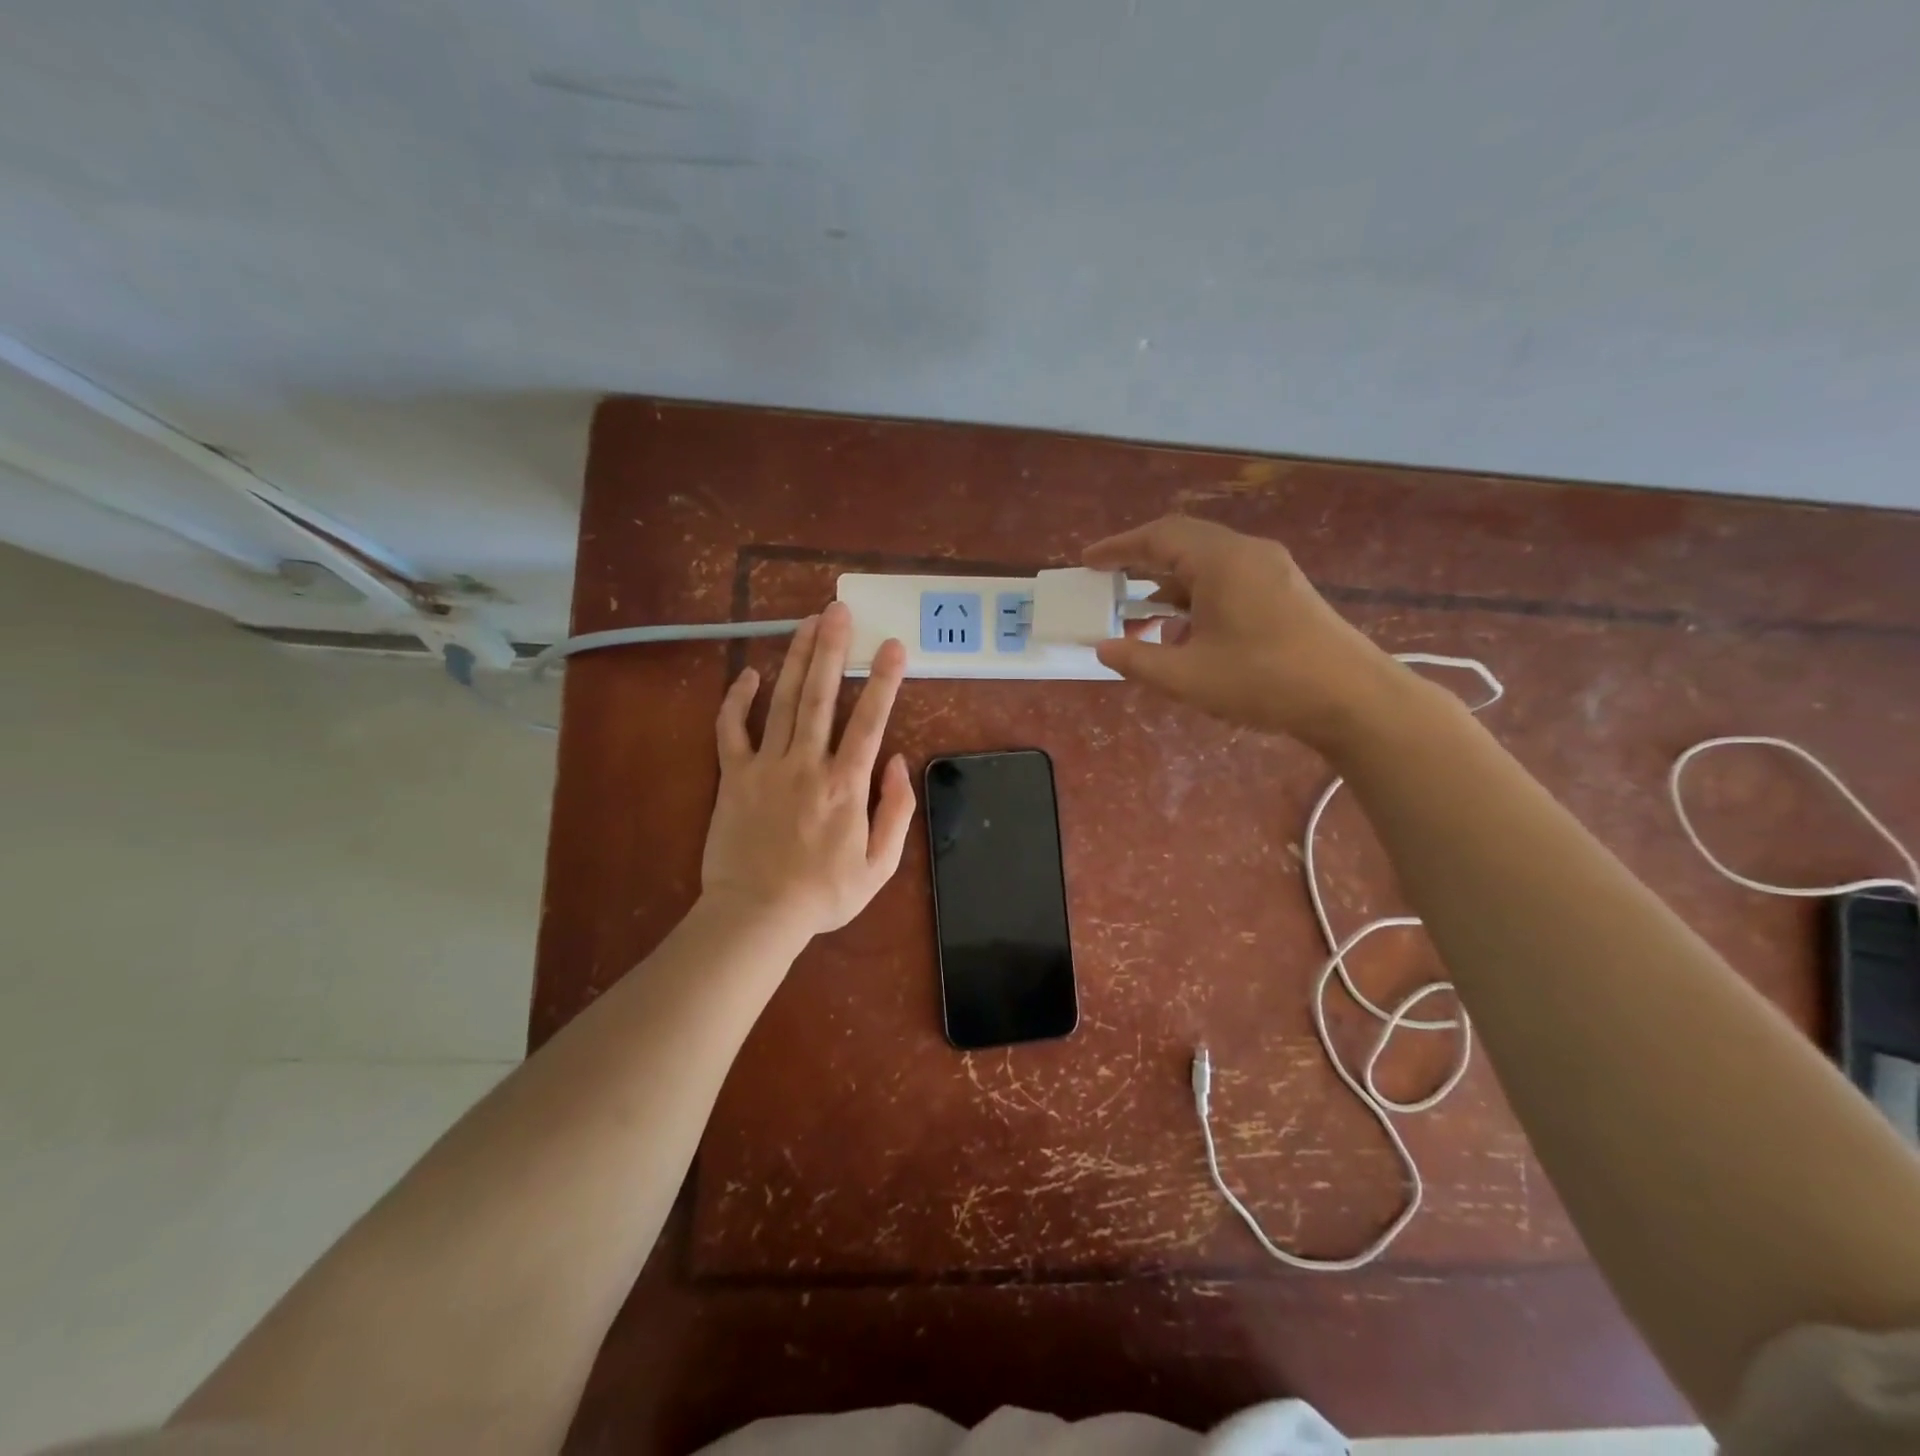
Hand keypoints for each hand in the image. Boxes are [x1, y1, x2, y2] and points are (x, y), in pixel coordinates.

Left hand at [700, 602, 915, 939]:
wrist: (757, 915)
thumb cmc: (823, 894)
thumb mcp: (879, 866)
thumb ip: (896, 811)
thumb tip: (896, 761)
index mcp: (846, 786)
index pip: (869, 721)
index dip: (883, 680)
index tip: (892, 645)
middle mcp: (807, 765)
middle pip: (821, 696)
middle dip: (833, 649)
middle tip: (839, 610)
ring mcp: (766, 767)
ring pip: (783, 702)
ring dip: (797, 659)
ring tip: (808, 622)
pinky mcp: (733, 777)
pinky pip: (732, 730)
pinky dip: (737, 700)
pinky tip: (749, 673)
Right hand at [1084, 516, 1397, 750]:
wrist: (1352, 698)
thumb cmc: (1263, 681)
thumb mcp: (1188, 677)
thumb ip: (1138, 659)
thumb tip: (1104, 648)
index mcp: (1221, 561)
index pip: (1159, 537)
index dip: (1118, 548)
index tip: (1088, 561)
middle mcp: (1247, 553)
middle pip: (1183, 543)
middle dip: (1142, 564)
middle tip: (1110, 584)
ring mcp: (1271, 570)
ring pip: (1207, 565)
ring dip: (1171, 588)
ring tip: (1143, 621)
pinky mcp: (1285, 591)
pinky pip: (1228, 581)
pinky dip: (1198, 599)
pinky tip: (1188, 635)